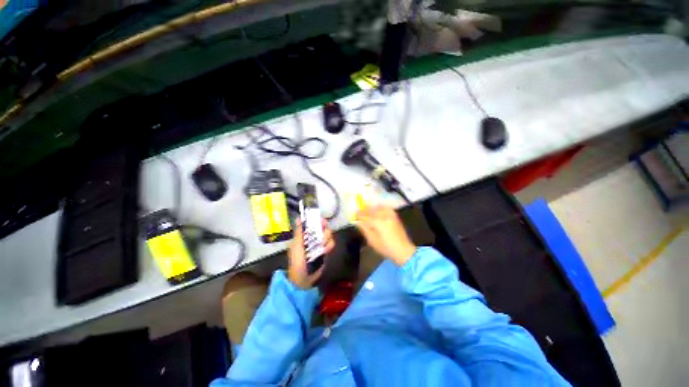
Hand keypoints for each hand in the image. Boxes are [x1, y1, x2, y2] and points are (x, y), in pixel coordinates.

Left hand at [288, 219, 334, 288]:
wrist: (303, 278)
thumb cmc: (297, 262)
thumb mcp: (296, 246)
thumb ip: (299, 232)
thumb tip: (299, 218)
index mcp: (302, 236)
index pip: (311, 224)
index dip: (317, 221)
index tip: (321, 221)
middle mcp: (311, 239)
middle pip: (322, 228)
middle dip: (324, 230)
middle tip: (323, 235)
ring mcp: (318, 246)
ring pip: (328, 236)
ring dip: (327, 239)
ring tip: (323, 246)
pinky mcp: (325, 253)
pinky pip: (330, 245)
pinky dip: (329, 246)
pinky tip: (325, 251)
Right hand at [355, 205, 416, 265]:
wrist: (402, 249)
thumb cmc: (386, 248)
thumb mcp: (372, 241)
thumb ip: (365, 229)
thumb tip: (358, 221)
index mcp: (378, 223)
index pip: (366, 216)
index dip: (359, 215)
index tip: (354, 215)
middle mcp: (385, 216)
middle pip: (372, 210)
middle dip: (364, 210)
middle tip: (358, 211)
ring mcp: (391, 215)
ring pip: (379, 207)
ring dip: (372, 208)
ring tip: (366, 210)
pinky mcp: (395, 216)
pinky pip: (386, 208)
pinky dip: (380, 207)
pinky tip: (377, 209)